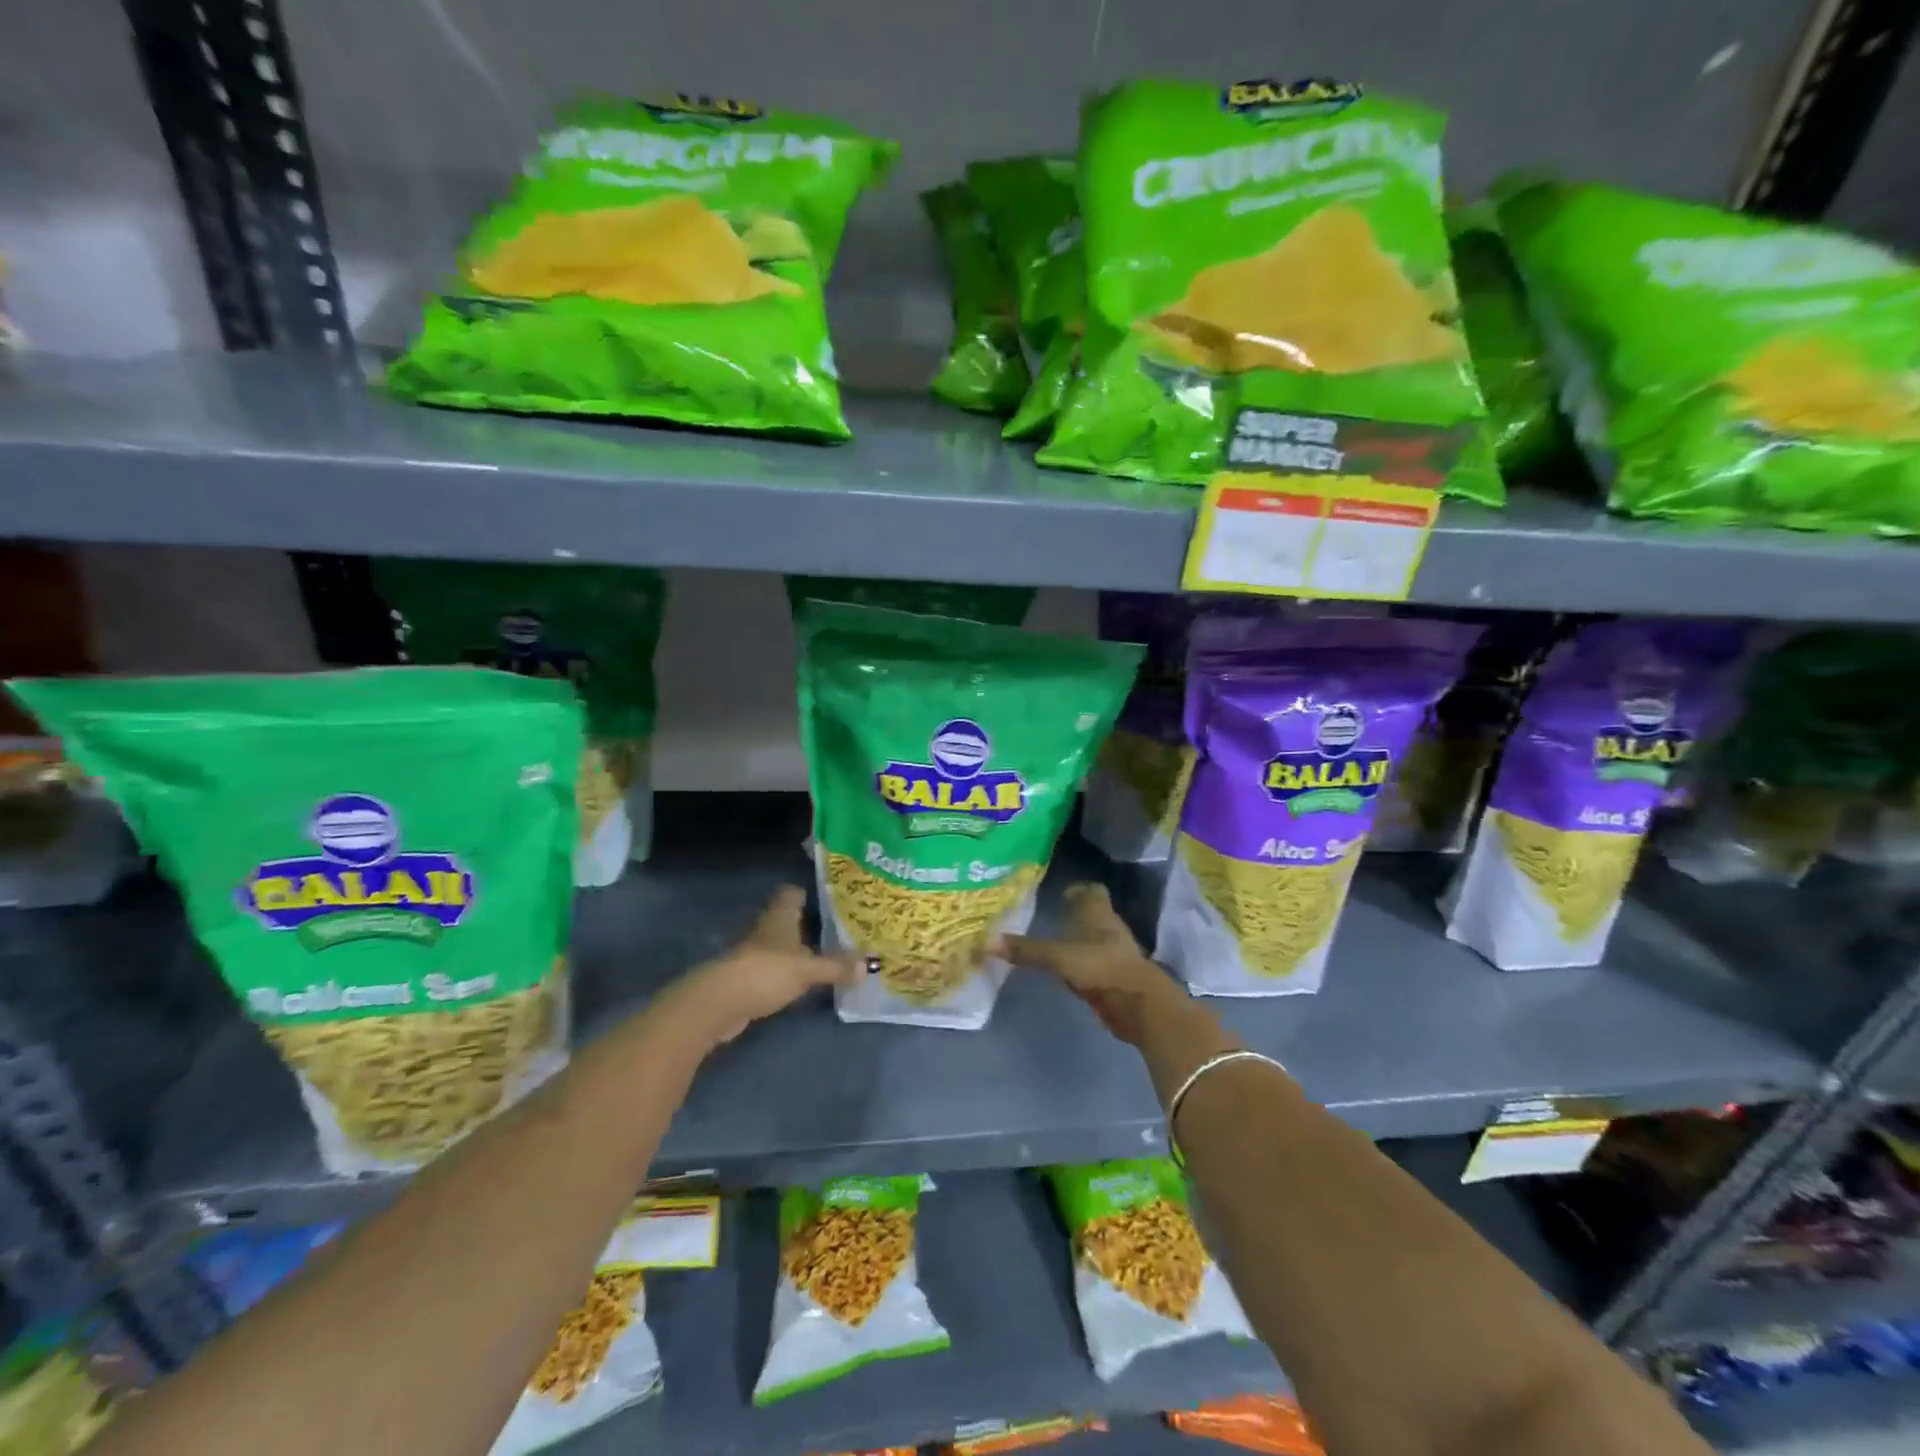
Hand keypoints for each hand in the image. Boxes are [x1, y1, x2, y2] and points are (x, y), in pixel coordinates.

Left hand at [669, 886, 861, 1047]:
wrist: (719, 1004)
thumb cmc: (766, 972)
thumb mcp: (807, 969)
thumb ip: (836, 966)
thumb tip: (868, 964)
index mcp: (780, 916)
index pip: (792, 893)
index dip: (809, 893)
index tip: (833, 899)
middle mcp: (766, 929)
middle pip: (788, 919)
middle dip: (809, 924)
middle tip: (840, 930)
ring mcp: (754, 954)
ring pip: (781, 945)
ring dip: (798, 950)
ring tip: (828, 956)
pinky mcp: (747, 978)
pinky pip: (774, 969)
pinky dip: (788, 973)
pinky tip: (805, 982)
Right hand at [1001, 883, 1196, 1046]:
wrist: (1138, 1005)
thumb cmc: (1101, 968)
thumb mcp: (1059, 957)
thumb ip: (1027, 950)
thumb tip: (986, 942)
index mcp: (1100, 914)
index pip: (1092, 891)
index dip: (1078, 889)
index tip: (1059, 893)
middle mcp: (1109, 929)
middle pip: (1092, 916)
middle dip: (1073, 916)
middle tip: (1046, 916)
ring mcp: (1113, 955)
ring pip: (1091, 941)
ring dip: (1075, 942)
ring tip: (1049, 942)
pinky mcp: (1113, 979)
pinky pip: (1091, 966)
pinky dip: (1078, 966)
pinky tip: (1062, 971)